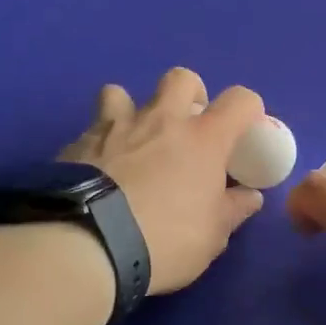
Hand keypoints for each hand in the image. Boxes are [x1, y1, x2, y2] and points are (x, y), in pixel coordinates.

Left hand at [59, 69, 265, 294]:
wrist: (85, 246)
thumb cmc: (164, 239)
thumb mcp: (212, 236)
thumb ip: (233, 210)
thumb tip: (248, 196)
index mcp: (203, 138)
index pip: (240, 100)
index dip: (249, 110)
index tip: (245, 131)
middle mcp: (161, 120)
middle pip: (181, 78)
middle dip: (190, 95)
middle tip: (188, 127)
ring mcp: (114, 127)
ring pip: (121, 93)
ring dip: (132, 110)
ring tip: (133, 141)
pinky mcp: (76, 144)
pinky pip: (92, 130)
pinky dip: (101, 143)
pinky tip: (99, 171)